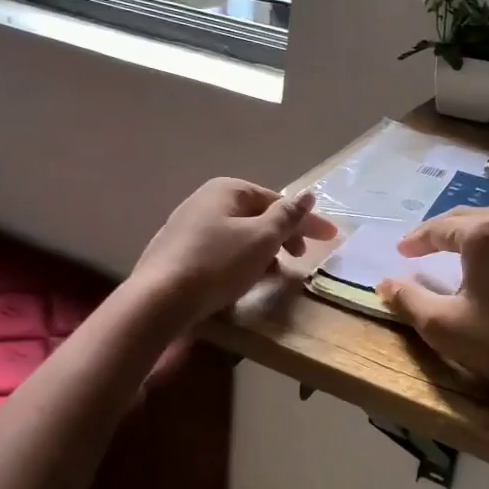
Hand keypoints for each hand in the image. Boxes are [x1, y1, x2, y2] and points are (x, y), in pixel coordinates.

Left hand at [131, 178, 337, 326]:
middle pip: (256, 216)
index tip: (330, 239)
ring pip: (238, 235)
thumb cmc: (217, 264)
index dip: (306, 220)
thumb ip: (287, 216)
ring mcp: (186, 226)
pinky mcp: (176, 252)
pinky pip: (220, 251)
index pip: (277, 201)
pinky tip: (244, 281)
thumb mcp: (261, 239)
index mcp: (227, 189)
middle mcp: (204, 200)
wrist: (158, 299)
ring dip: (263, 251)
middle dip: (283, 236)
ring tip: (276, 274)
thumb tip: (308, 194)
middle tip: (301, 258)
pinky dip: (240, 261)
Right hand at [375, 207, 488, 414]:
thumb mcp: (444, 325)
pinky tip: (487, 265)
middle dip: (441, 230)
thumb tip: (385, 283)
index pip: (440, 227)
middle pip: (468, 218)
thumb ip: (409, 299)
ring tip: (451, 251)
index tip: (401, 251)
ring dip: (469, 235)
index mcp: (484, 234)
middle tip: (421, 246)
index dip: (416, 239)